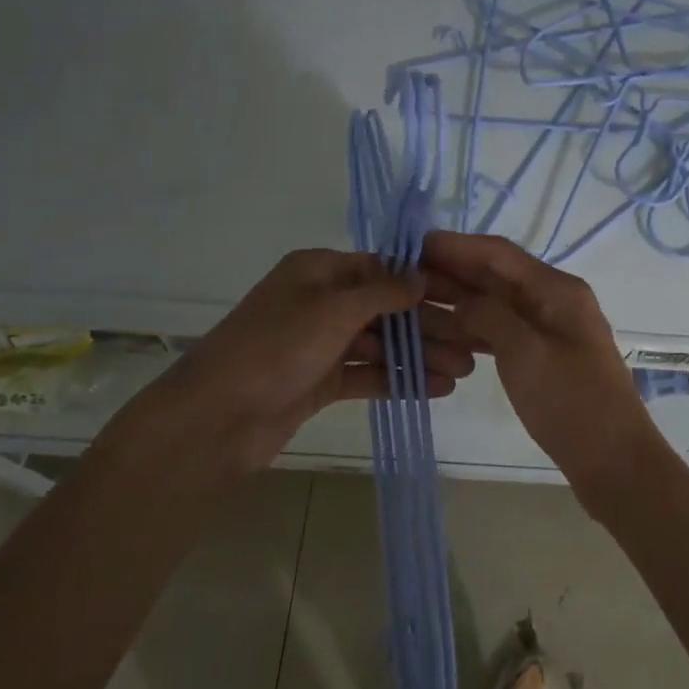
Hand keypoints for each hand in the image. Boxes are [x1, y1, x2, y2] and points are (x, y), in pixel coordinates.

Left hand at [95, 249, 476, 488]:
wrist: (216, 420)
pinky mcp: (320, 381)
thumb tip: (420, 276)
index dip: (423, 282)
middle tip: (472, 345)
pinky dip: (399, 380)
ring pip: (381, 344)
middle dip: (428, 326)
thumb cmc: (275, 349)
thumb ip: (382, 291)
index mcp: (318, 271)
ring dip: (420, 356)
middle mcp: (321, 302)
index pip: (382, 268)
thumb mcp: (332, 309)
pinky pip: (368, 374)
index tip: (464, 297)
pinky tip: (436, 389)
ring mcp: (320, 343)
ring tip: (464, 372)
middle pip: (386, 308)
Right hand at [422, 231, 667, 508]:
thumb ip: (488, 315)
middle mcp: (553, 299)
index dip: (454, 246)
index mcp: (557, 289)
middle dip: (451, 272)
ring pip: (495, 303)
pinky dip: (473, 328)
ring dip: (458, 300)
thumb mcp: (525, 353)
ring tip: (413, 303)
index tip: (410, 245)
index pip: (498, 253)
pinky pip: (502, 329)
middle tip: (401, 275)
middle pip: (495, 275)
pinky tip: (444, 333)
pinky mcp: (542, 354)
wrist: (613, 461)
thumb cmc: (572, 404)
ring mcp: (549, 327)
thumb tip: (460, 300)